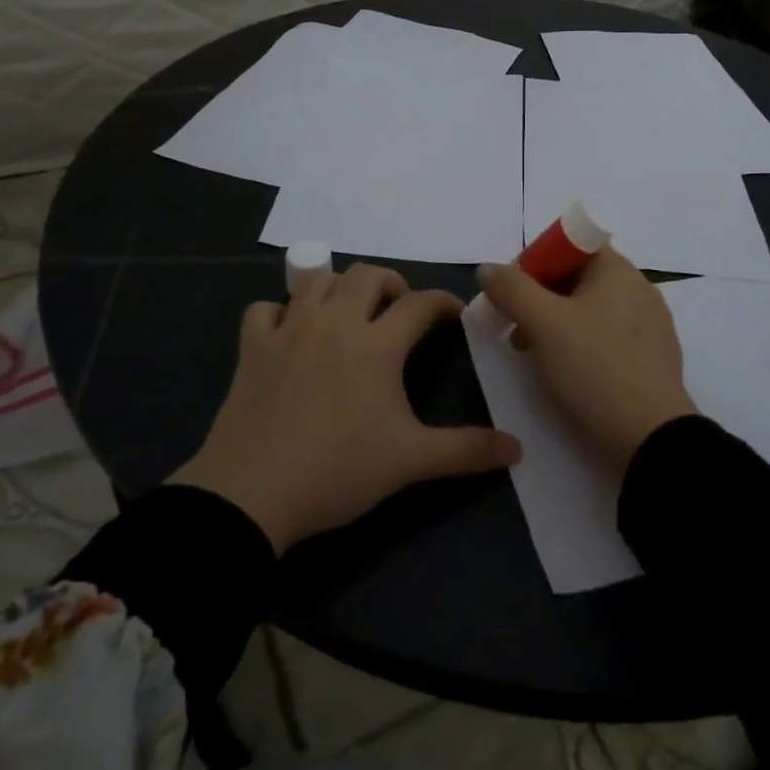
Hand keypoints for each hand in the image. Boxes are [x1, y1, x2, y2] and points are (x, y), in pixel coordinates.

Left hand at [169, 263, 521, 552]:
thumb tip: (518, 448)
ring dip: (338, 287)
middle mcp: (335, 322)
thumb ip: (466, 451)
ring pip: (316, 280)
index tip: (453, 313)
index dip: (442, 302)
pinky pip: (265, 309)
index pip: (420, 304)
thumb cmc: (338, 470)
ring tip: (348, 313)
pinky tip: (289, 333)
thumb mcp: (410, 462)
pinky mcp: (253, 347)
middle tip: (398, 312)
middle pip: (367, 275)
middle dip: (390, 284)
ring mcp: (289, 330)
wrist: (252, 494)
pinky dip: (280, 312)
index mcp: (377, 344)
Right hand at [478, 248, 697, 471]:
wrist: (651, 440)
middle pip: (577, 278)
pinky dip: (578, 345)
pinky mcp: (650, 360)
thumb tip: (488, 268)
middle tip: (512, 326)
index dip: (535, 261)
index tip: (511, 292)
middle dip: (538, 296)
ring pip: (589, 310)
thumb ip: (511, 289)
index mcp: (618, 271)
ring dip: (553, 323)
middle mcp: (638, 290)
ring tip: (529, 353)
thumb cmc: (595, 369)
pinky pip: (605, 337)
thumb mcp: (544, 324)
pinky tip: (562, 371)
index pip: (570, 244)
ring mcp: (649, 326)